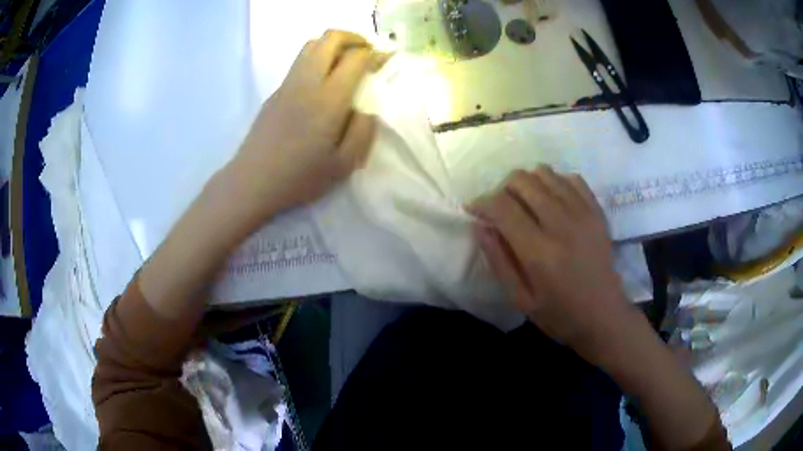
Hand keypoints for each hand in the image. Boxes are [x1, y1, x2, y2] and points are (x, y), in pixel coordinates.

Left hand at [229, 30, 380, 223]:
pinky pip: (299, 62)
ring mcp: (287, 84)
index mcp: (328, 99)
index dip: (375, 54)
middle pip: (330, 38)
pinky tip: (323, 81)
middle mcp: (307, 82)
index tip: (386, 60)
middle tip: (367, 52)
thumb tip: (366, 110)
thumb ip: (363, 132)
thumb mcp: (343, 165)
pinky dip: (317, 58)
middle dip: (354, 38)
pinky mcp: (275, 92)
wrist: (252, 182)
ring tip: (346, 61)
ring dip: (333, 44)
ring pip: (311, 45)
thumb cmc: (299, 177)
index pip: (355, 58)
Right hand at [469, 166, 631, 360]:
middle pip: (522, 180)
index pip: (502, 206)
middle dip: (502, 189)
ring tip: (525, 204)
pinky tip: (551, 201)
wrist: (604, 316)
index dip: (481, 202)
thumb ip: (498, 260)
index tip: (474, 209)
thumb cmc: (559, 315)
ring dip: (527, 183)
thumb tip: (480, 225)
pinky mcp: (597, 211)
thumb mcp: (520, 299)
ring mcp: (583, 213)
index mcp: (539, 252)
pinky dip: (555, 182)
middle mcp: (561, 223)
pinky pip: (571, 178)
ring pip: (545, 173)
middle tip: (501, 209)